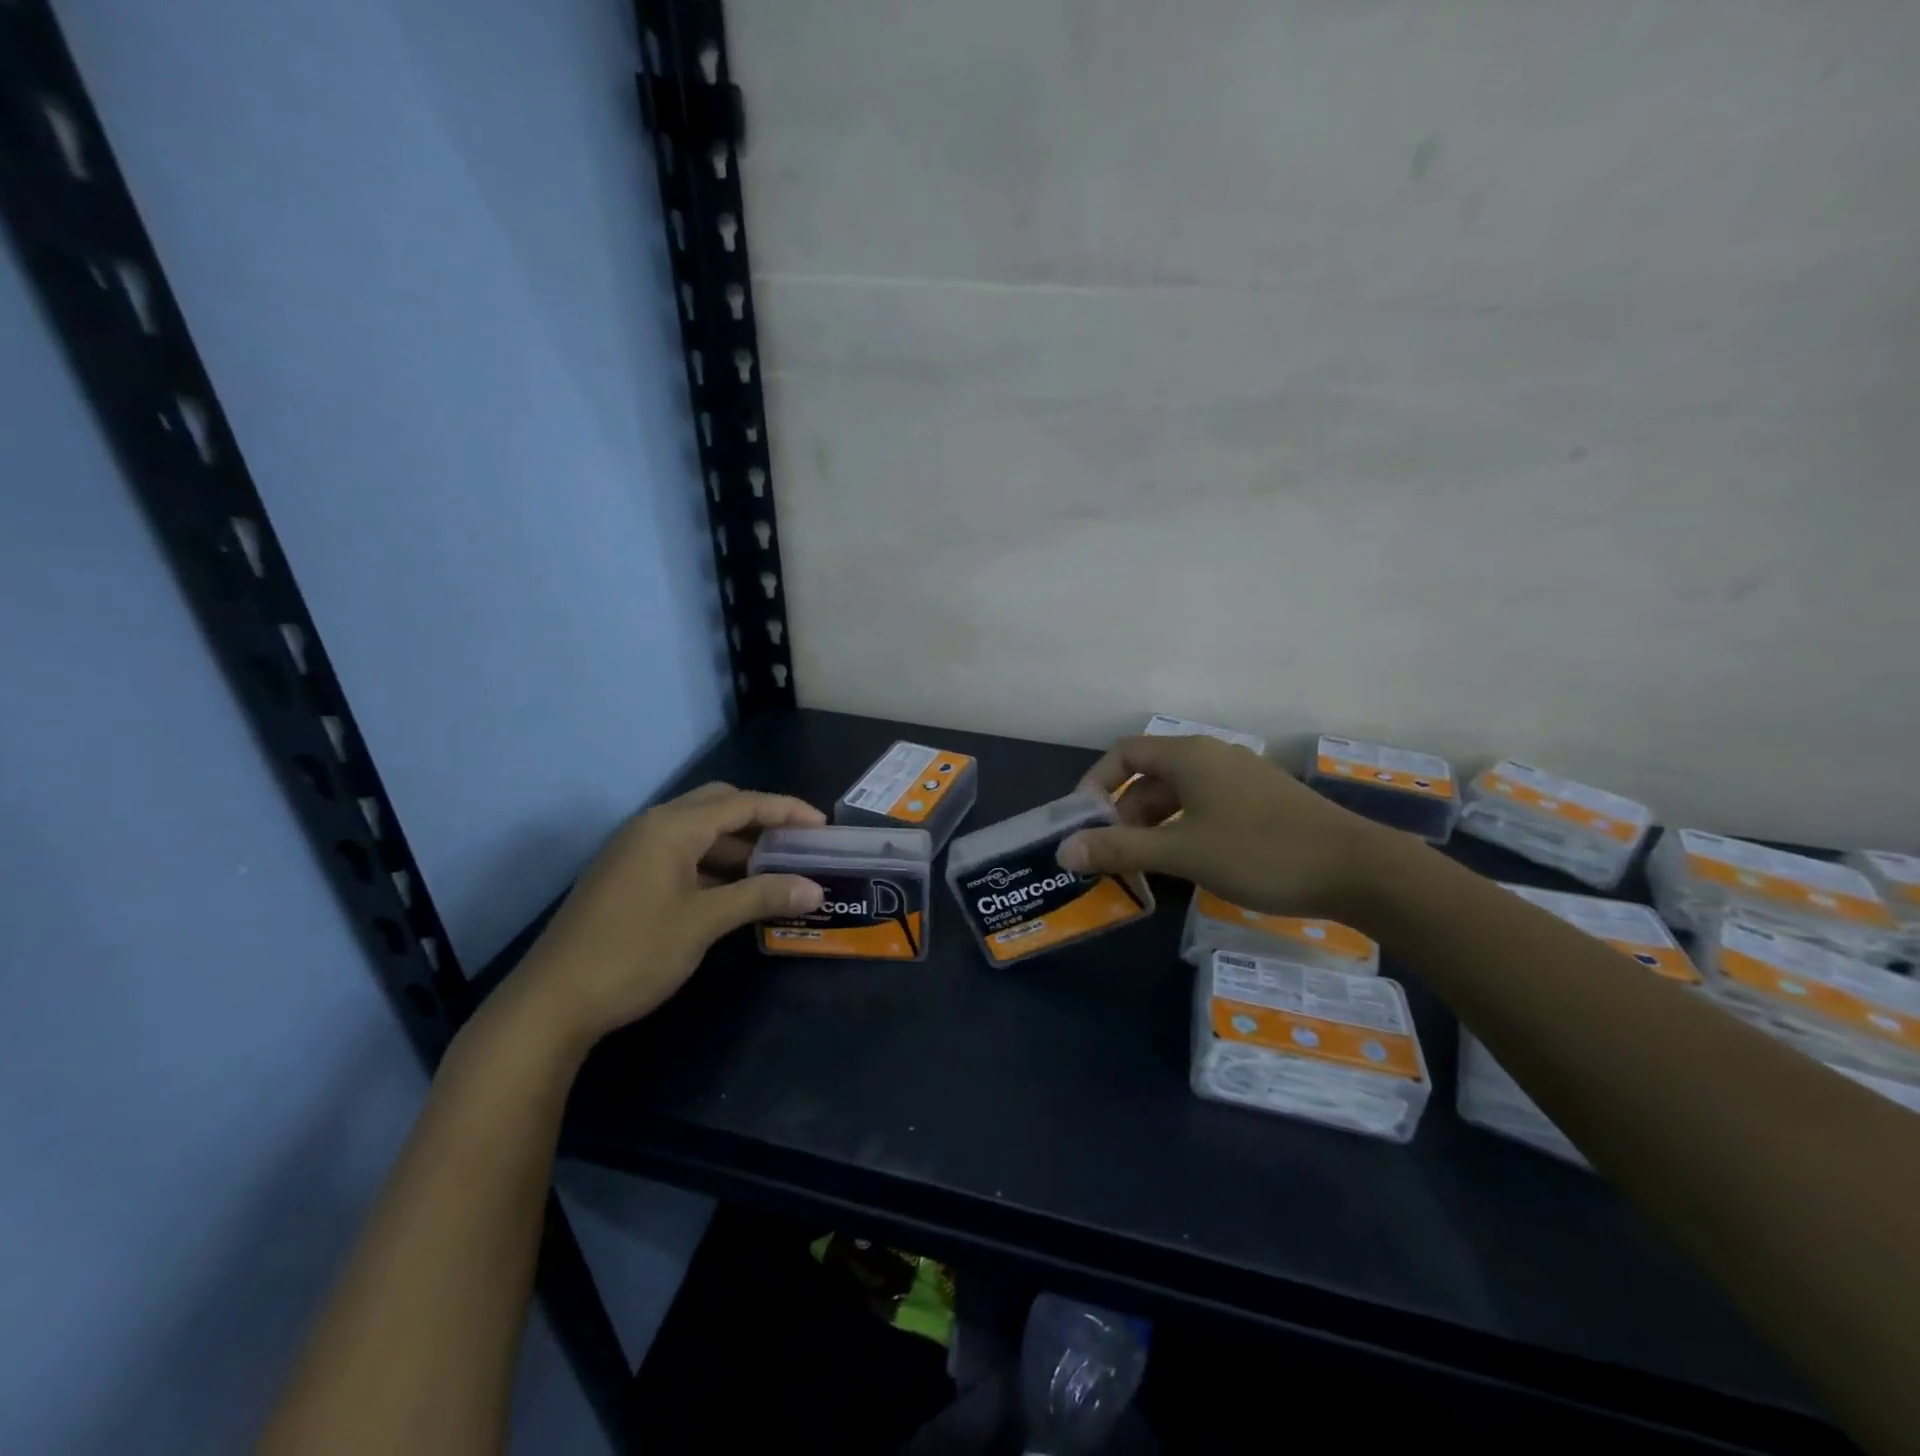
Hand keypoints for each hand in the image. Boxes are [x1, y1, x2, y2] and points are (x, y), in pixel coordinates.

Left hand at [508, 782, 826, 1053]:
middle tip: (797, 843)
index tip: (822, 825)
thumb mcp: (703, 923)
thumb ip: (761, 897)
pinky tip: (734, 892)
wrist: (550, 1003)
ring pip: (698, 832)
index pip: (741, 803)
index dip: (786, 810)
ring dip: (737, 845)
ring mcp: (634, 852)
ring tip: (775, 870)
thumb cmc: (632, 953)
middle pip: (718, 806)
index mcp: (670, 827)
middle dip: (761, 819)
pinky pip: (681, 855)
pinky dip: (713, 865)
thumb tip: (814, 889)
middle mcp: (651, 827)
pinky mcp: (626, 877)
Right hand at [1057, 735, 1403, 917]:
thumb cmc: (1261, 852)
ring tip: (1144, 868)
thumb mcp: (1183, 852)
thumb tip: (1064, 851)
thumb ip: (1120, 849)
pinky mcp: (1260, 803)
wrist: (1358, 870)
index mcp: (1190, 756)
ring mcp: (1240, 780)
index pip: (1124, 753)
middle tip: (1113, 857)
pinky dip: (1183, 831)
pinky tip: (1186, 866)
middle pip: (1150, 777)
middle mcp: (1212, 757)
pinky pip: (1205, 809)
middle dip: (1124, 815)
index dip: (1096, 784)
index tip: (1084, 824)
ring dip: (1153, 828)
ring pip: (1178, 797)